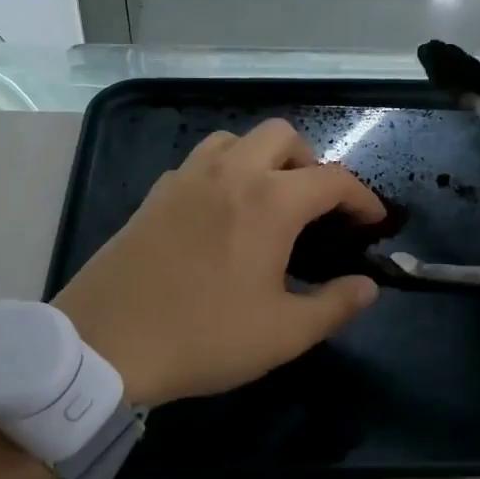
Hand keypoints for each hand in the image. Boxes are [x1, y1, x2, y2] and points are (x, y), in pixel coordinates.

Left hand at [52, 120, 383, 404]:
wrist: (106, 342)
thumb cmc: (204, 337)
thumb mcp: (282, 333)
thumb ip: (335, 305)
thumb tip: (367, 287)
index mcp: (270, 201)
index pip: (333, 179)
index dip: (362, 198)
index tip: (372, 222)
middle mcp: (230, 173)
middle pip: (282, 136)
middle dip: (311, 162)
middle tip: (316, 206)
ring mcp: (186, 178)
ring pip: (235, 140)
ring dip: (262, 158)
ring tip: (268, 200)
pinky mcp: (155, 194)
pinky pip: (199, 162)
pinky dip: (222, 172)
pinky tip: (218, 213)